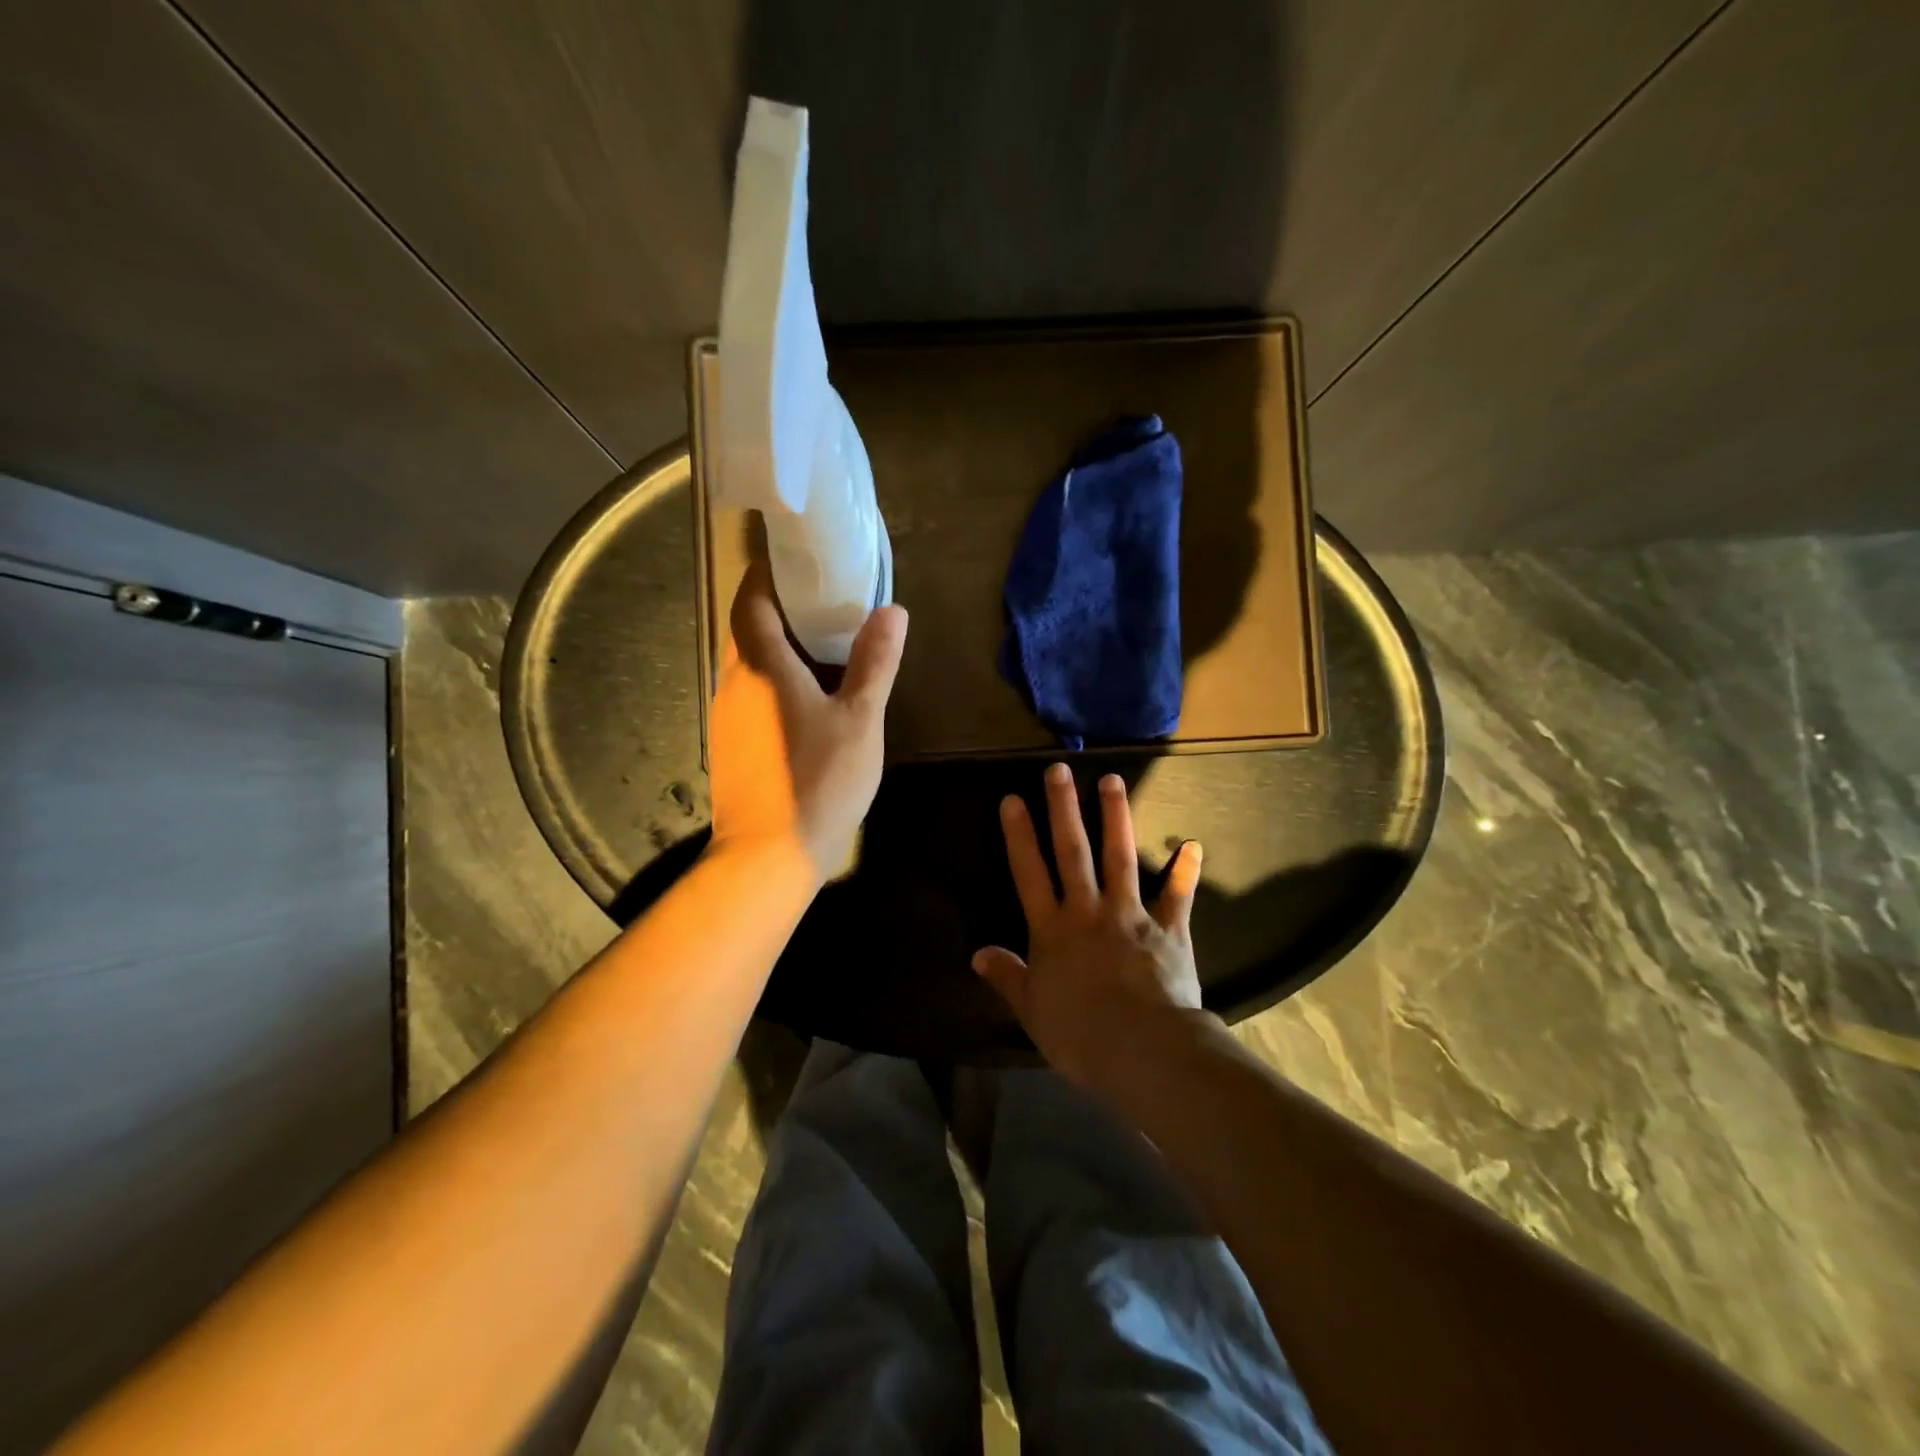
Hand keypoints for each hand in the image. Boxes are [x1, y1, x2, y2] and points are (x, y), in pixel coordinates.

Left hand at [708, 561, 907, 882]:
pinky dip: (774, 678)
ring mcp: (727, 715)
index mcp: (762, 666)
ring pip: (748, 662)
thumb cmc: (818, 781)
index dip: (767, 570)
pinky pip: (750, 692)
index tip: (796, 556)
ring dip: (778, 644)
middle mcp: (734, 682)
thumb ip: (875, 663)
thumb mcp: (860, 720)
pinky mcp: (731, 744)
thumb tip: (891, 610)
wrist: (769, 856)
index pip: (751, 598)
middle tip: (824, 597)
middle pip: (747, 627)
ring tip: (822, 642)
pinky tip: (807, 696)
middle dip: (779, 606)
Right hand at [973, 762, 1205, 1086]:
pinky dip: (1185, 870)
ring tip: (1113, 780)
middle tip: (1059, 769)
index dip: (1019, 835)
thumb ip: (1008, 977)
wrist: (1143, 1050)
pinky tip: (1192, 844)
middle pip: (1072, 852)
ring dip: (1116, 817)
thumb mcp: (1032, 1011)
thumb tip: (977, 954)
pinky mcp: (1168, 929)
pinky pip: (1178, 895)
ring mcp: (1130, 914)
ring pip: (1120, 857)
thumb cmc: (1080, 1034)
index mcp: (1052, 930)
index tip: (1013, 799)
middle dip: (1064, 808)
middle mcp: (1088, 911)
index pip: (1029, 873)